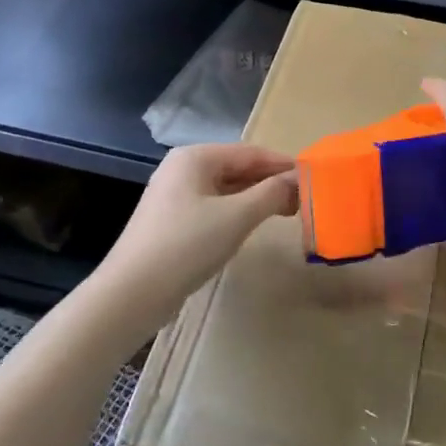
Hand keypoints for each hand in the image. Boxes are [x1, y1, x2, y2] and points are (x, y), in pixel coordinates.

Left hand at [100, 144, 298, 326]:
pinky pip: (214, 206)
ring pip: (226, 189)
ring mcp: (175, 195)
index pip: (250, 152)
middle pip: (237, 168)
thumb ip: (271, 193)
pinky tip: (254, 225)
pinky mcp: (173, 221)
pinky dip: (238, 212)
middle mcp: (183, 168)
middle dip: (271, 181)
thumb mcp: (236, 217)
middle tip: (305, 199)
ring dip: (256, 198)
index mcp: (195, 157)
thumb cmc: (187, 245)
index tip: (313, 178)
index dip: (283, 164)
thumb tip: (298, 179)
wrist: (132, 293)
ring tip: (288, 211)